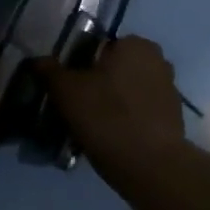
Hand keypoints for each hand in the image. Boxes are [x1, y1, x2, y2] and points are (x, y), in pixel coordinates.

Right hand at [36, 36, 187, 164]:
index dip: (80, 65)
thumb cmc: (107, 117)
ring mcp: (169, 88)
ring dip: (114, 102)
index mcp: (135, 44)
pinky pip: (141, 111)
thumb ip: (49, 71)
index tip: (69, 87)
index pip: (100, 46)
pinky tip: (113, 137)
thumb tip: (36, 60)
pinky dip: (128, 119)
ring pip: (129, 90)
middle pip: (116, 68)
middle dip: (98, 83)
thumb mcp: (67, 92)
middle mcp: (157, 59)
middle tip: (77, 107)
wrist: (151, 166)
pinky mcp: (174, 116)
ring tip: (92, 126)